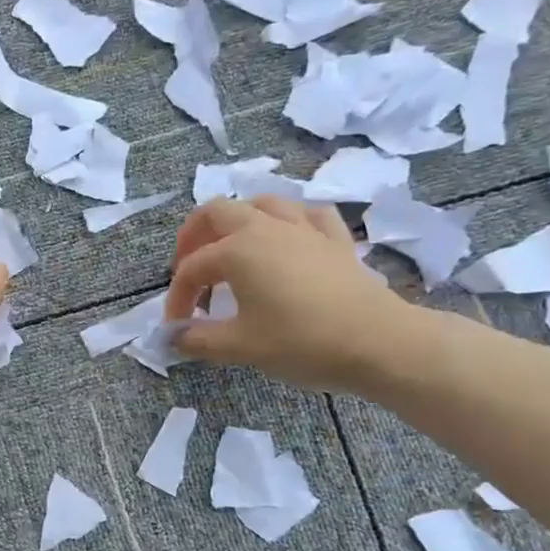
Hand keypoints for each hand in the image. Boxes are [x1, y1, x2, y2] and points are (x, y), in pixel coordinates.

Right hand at [163, 197, 434, 392]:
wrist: (377, 342)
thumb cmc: (301, 342)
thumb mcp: (240, 347)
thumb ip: (198, 339)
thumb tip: (172, 338)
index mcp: (238, 250)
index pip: (192, 269)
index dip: (177, 297)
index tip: (176, 327)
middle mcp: (266, 227)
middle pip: (216, 212)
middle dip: (193, 237)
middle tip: (188, 269)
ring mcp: (304, 228)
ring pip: (262, 203)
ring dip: (238, 221)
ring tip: (231, 248)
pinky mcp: (335, 239)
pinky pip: (307, 215)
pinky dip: (289, 222)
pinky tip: (288, 238)